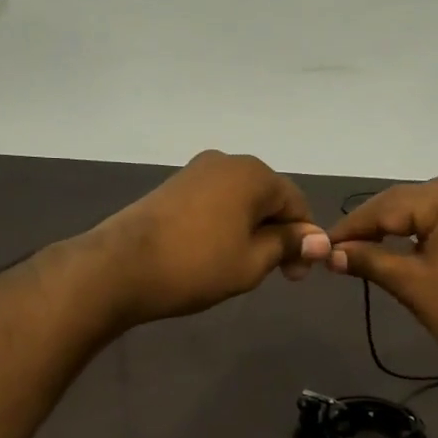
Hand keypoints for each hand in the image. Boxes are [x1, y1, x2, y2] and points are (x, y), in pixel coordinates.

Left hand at [91, 151, 329, 326]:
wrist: (120, 267)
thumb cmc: (196, 266)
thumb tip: (317, 238)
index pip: (296, 203)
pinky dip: (225, 226)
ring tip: (242, 266)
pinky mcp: (172, 187)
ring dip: (251, 231)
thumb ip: (287, 244)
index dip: (304, 240)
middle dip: (277, 234)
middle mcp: (226, 162)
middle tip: (273, 274)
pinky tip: (215, 253)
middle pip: (267, 198)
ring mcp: (195, 171)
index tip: (296, 276)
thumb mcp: (252, 262)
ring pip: (239, 202)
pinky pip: (214, 203)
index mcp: (253, 174)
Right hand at [325, 178, 437, 377]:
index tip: (322, 245)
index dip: (352, 226)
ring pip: (428, 210)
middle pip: (407, 201)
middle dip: (372, 223)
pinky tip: (403, 249)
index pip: (387, 205)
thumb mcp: (413, 285)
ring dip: (396, 227)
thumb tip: (331, 253)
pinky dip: (420, 233)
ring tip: (365, 248)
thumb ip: (370, 261)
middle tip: (340, 248)